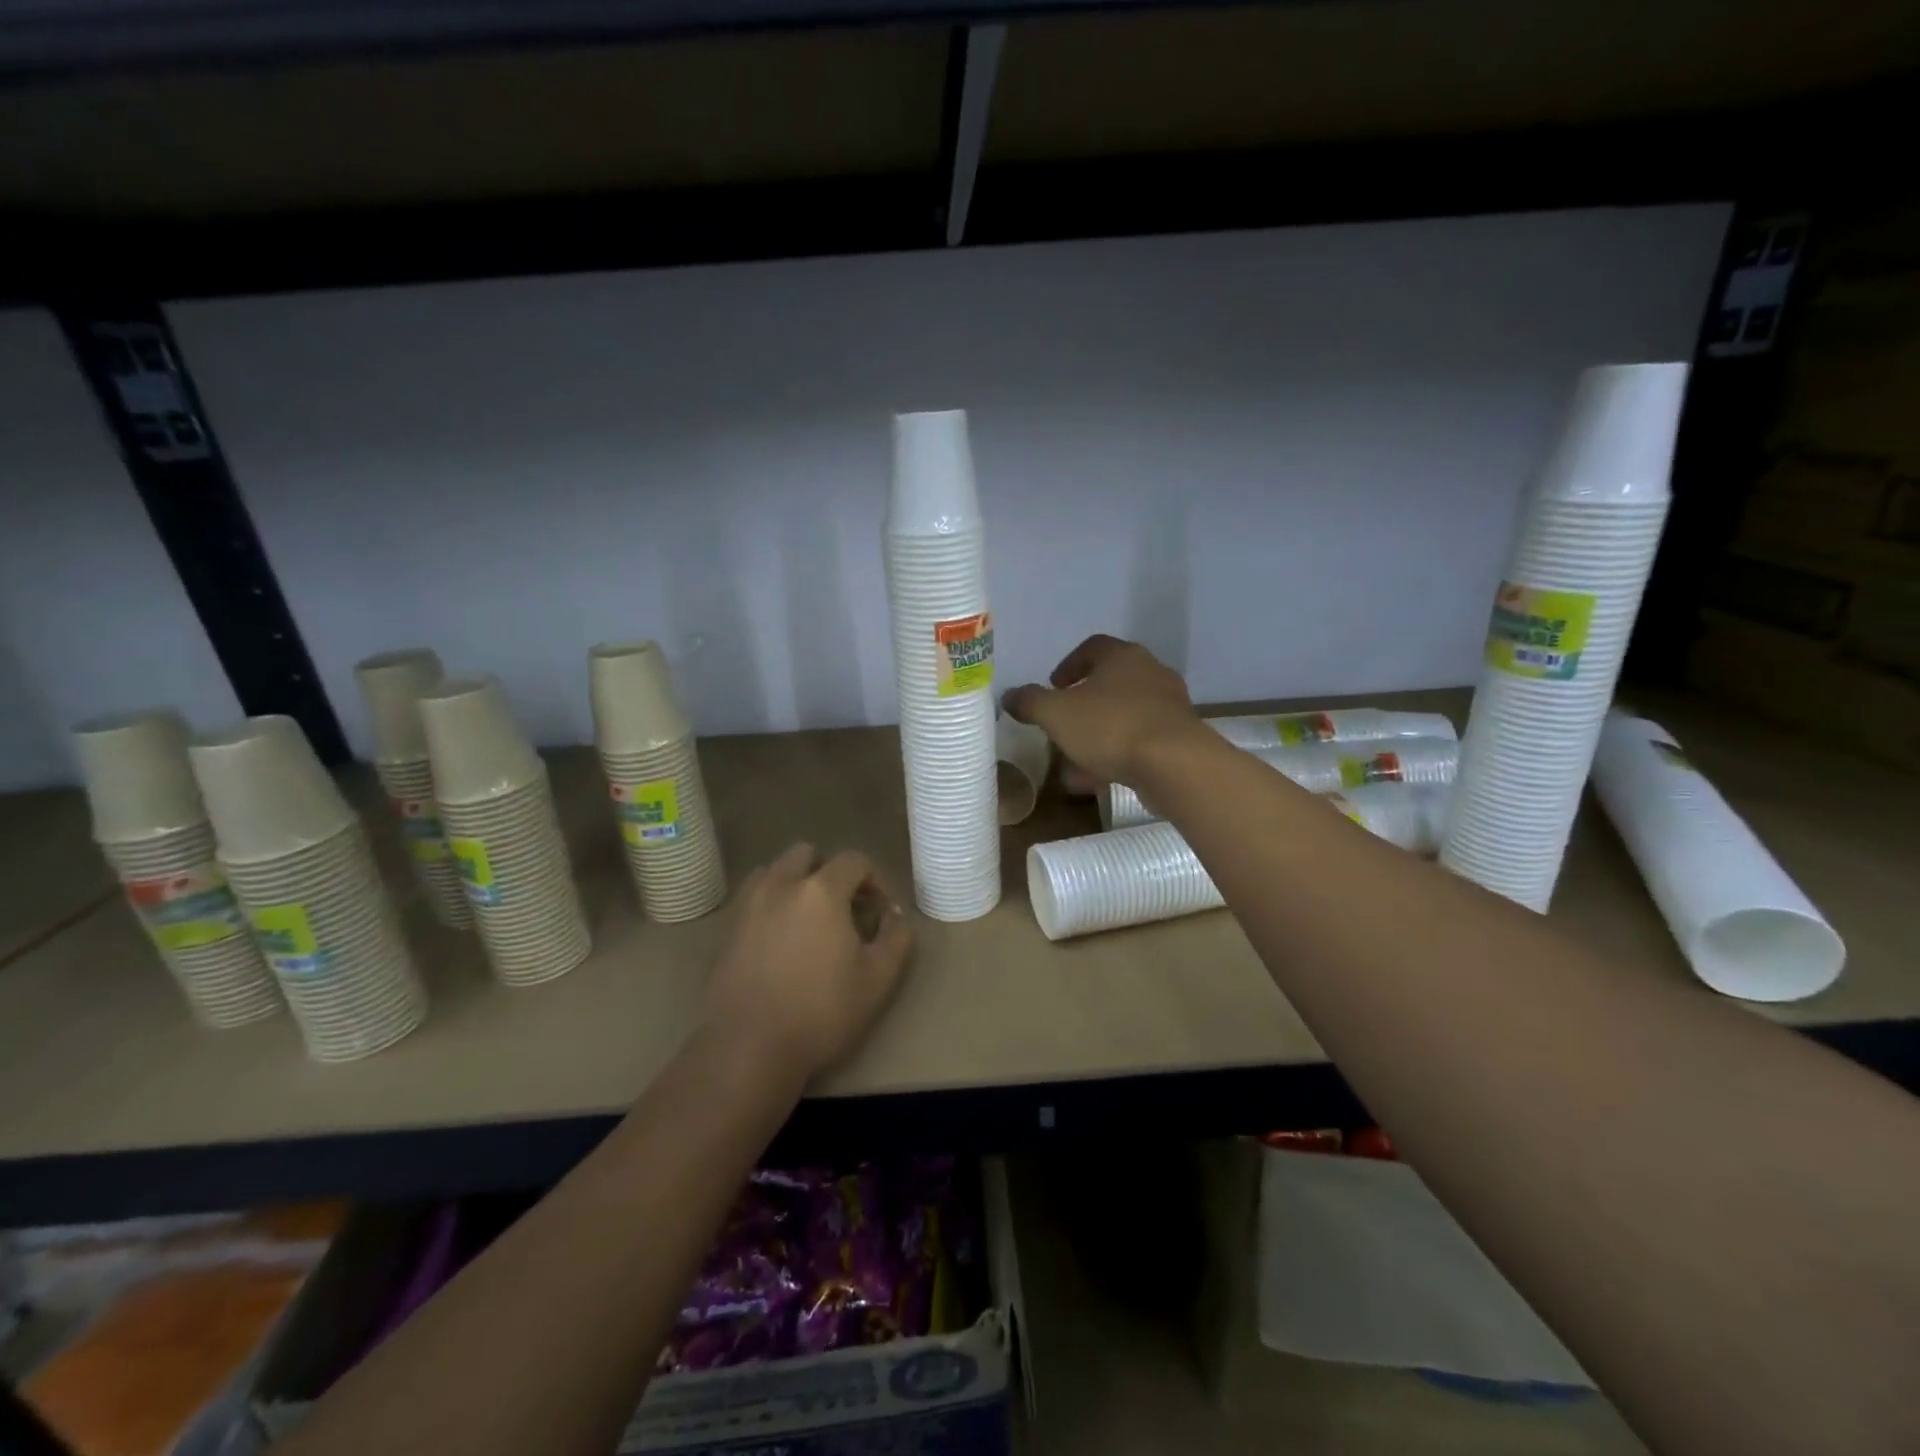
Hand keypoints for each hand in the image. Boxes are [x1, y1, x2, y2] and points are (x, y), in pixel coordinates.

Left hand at [702, 843, 912, 1086]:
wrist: (747, 1048)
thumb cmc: (821, 1011)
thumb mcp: (878, 979)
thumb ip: (896, 938)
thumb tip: (893, 914)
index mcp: (821, 891)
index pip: (853, 860)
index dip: (873, 879)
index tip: (879, 910)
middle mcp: (781, 885)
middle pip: (807, 854)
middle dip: (829, 871)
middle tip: (843, 907)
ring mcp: (748, 906)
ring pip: (774, 871)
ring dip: (795, 882)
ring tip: (808, 918)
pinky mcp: (726, 930)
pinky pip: (752, 898)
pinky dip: (770, 904)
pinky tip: (779, 939)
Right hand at [1002, 634, 1203, 787]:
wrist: (1174, 764)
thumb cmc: (1110, 727)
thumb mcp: (1056, 714)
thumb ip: (1030, 702)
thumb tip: (1010, 695)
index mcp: (1122, 656)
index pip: (1092, 647)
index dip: (1068, 665)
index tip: (1053, 687)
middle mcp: (1150, 672)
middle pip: (1110, 682)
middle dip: (1083, 704)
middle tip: (1063, 722)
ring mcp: (1169, 705)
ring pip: (1124, 715)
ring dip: (1098, 734)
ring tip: (1074, 760)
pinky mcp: (1180, 737)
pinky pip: (1140, 741)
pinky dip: (1117, 754)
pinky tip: (1097, 780)